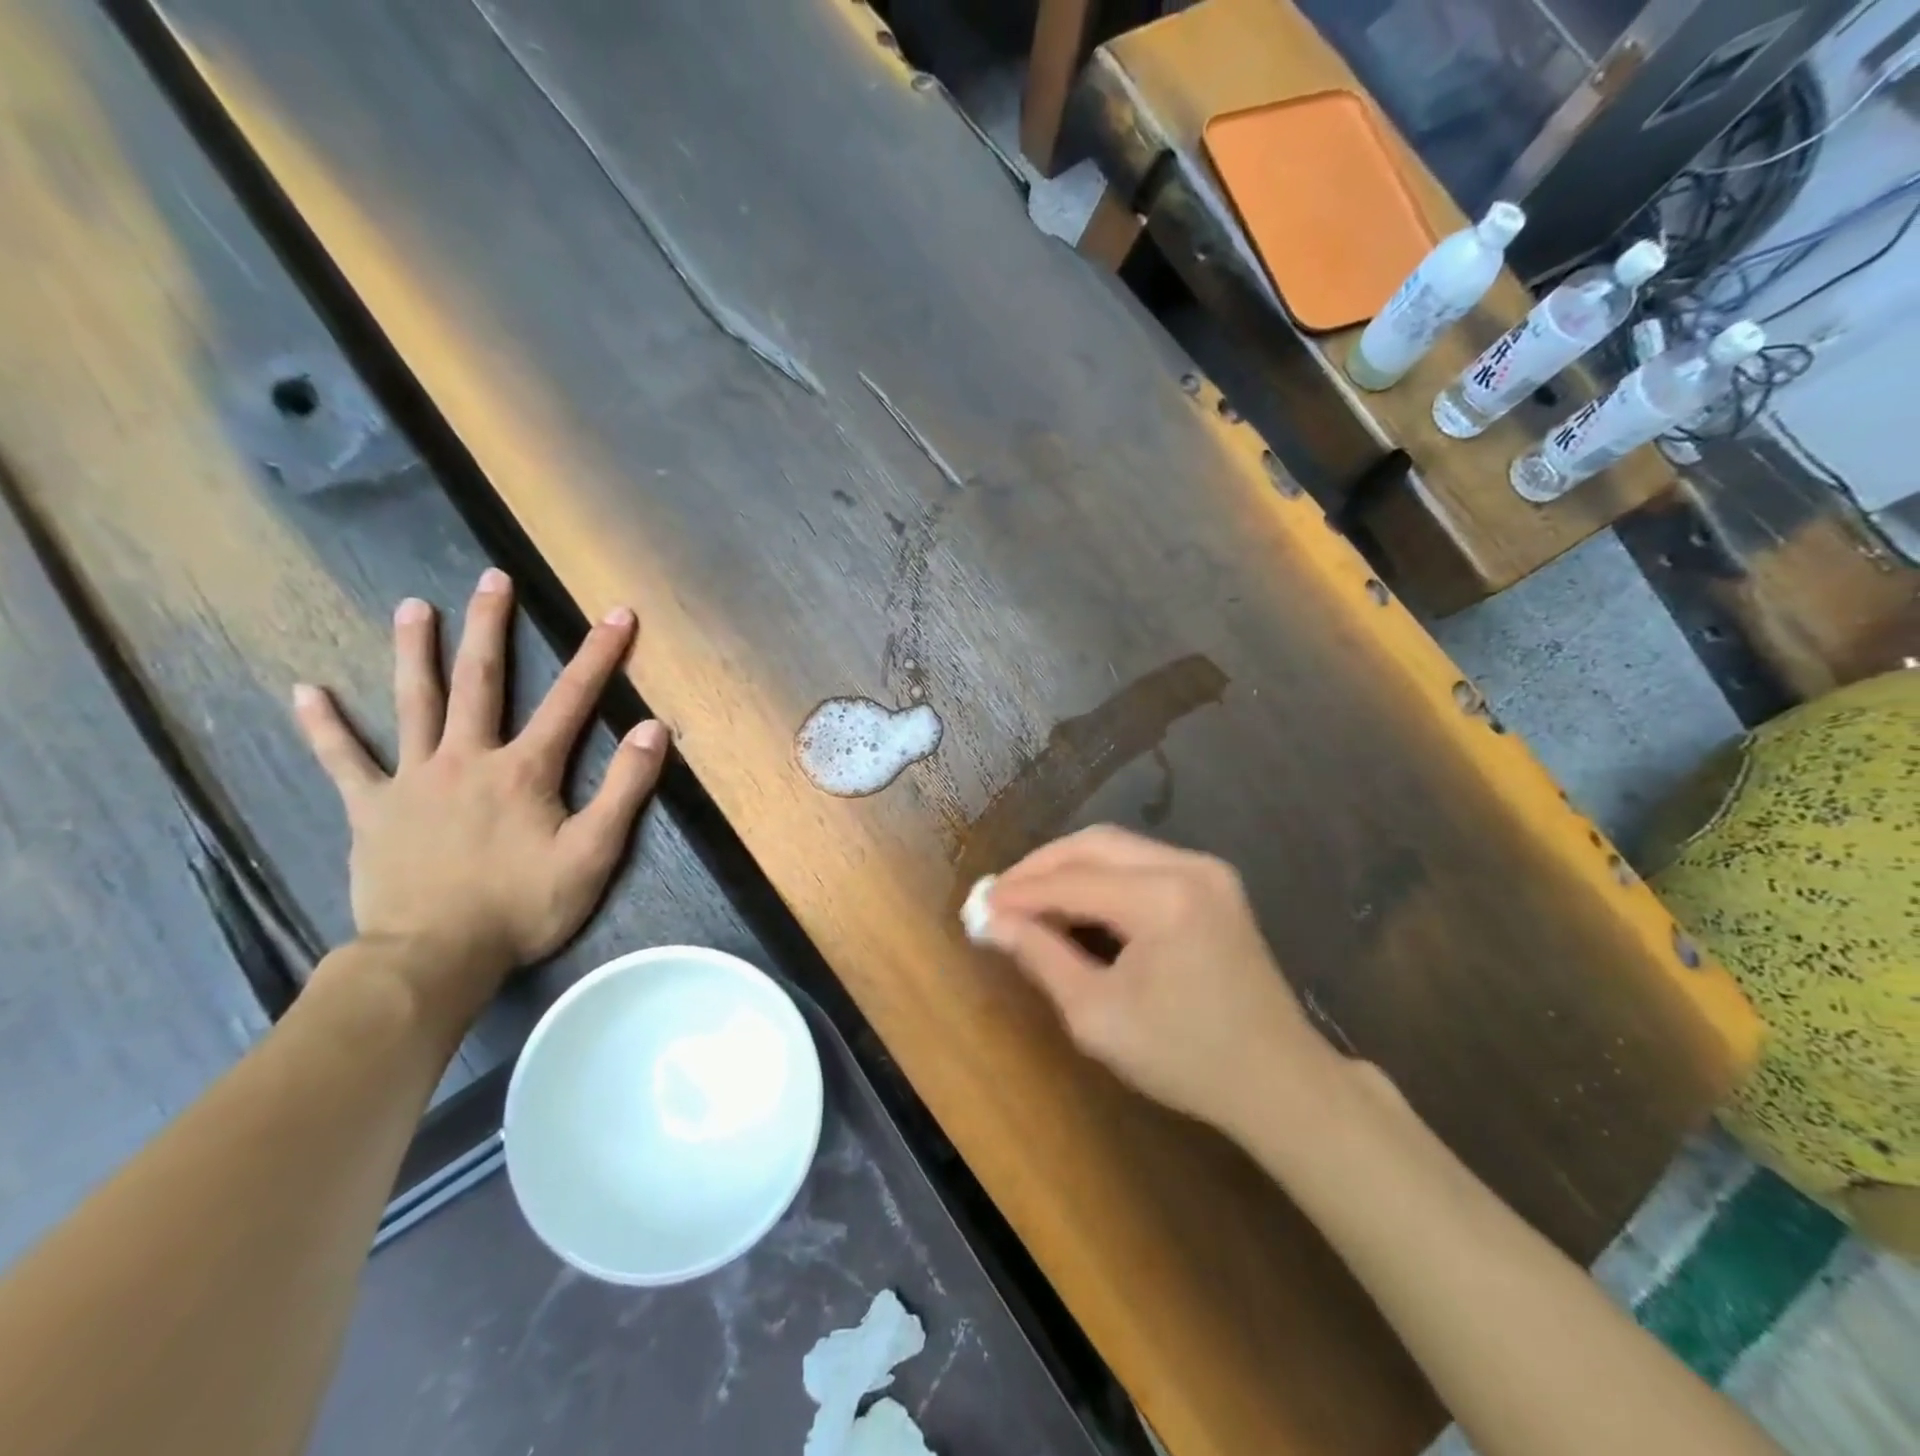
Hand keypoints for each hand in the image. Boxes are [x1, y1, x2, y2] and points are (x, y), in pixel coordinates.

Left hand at [293, 568, 668, 1011]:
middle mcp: (467, 759)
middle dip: (490, 626)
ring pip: (413, 703)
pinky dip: (324, 726)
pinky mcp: (372, 809)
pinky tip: (305, 691)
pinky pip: (344, 760)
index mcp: (524, 770)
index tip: (617, 614)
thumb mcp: (593, 854)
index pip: (571, 700)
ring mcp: (413, 780)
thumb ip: (625, 790)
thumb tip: (651, 729)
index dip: (598, 655)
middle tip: (492, 578)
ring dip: (413, 651)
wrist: (433, 958)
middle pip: (480, 681)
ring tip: (412, 607)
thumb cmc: (522, 908)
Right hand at [980, 826, 1343, 1136]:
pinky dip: (1101, 875)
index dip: (1019, 892)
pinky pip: (1142, 862)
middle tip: (999, 895)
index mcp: (1163, 898)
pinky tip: (1077, 900)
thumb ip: (1040, 956)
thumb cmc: (1185, 1059)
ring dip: (1069, 867)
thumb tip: (990, 921)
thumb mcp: (1097, 1015)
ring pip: (1117, 847)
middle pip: (1093, 844)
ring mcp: (1207, 870)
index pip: (1071, 881)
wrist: (1279, 1082)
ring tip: (1028, 898)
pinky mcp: (1214, 883)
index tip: (976, 906)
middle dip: (1040, 867)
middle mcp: (1188, 866)